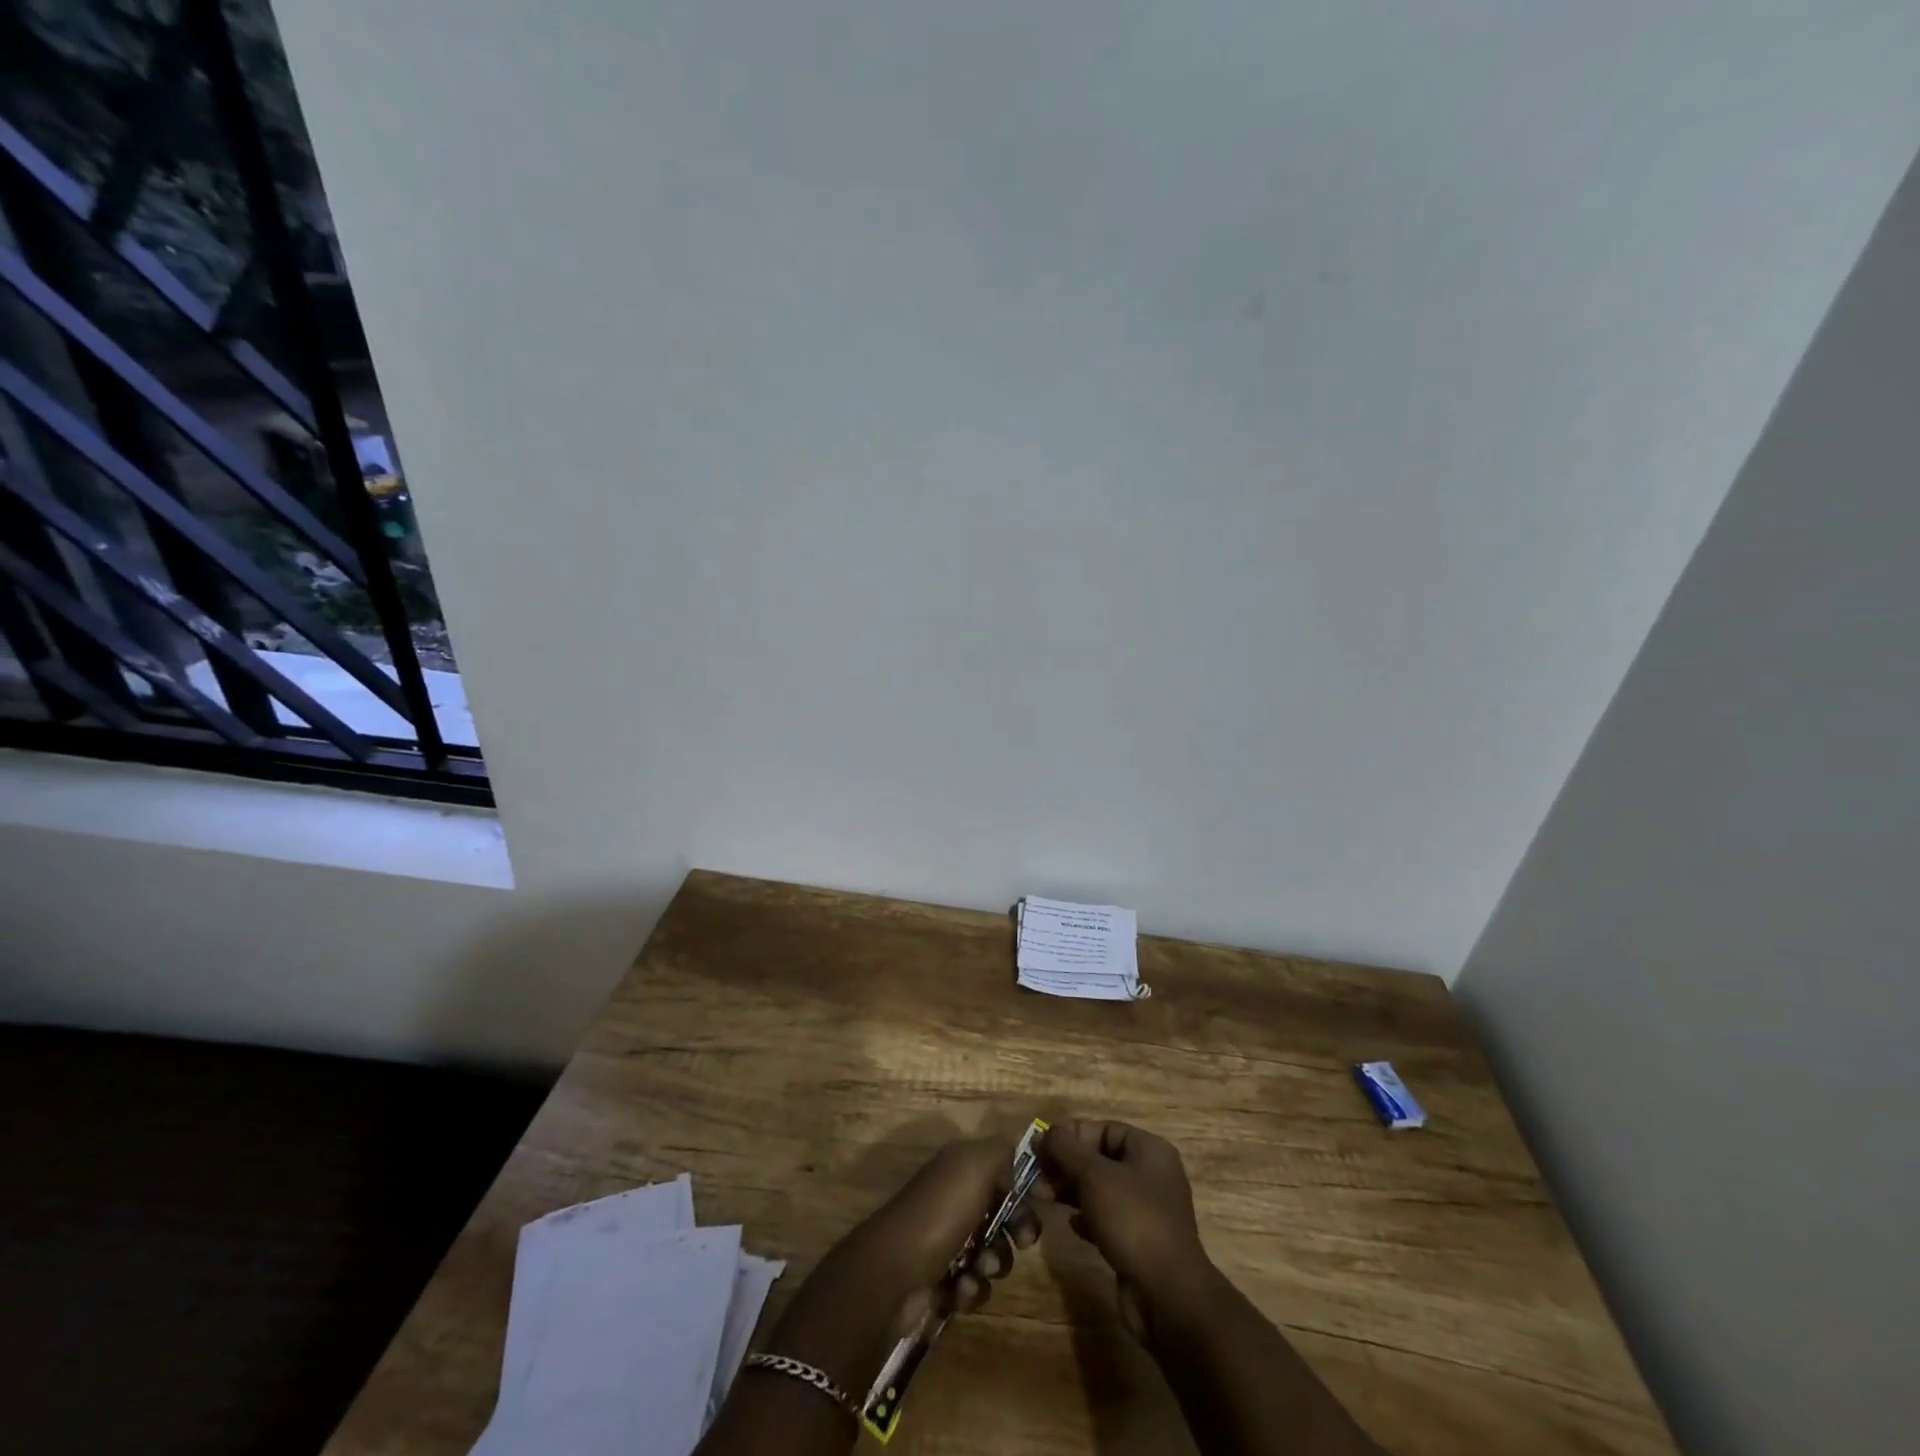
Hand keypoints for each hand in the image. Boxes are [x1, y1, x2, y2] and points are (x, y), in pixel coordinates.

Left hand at [846, 1134, 1041, 1322]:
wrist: (893, 1274)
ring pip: (992, 1252)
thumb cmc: (939, 1213)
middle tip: (1022, 1241)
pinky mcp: (940, 1278)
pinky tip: (958, 1290)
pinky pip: (973, 1284)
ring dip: (994, 1263)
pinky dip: (971, 1289)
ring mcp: (945, 1239)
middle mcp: (953, 1197)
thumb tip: (1020, 1161)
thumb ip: (1003, 1152)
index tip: (1042, 1203)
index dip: (1025, 1185)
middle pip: (1003, 1212)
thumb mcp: (975, 1165)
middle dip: (1017, 1229)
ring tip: (978, 1269)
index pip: (1004, 1168)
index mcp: (960, 1166)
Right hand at [1038, 1120, 1212, 1338]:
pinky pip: (1108, 1217)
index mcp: (1149, 1150)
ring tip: (1043, 1197)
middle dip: (1066, 1164)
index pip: (1103, 1129)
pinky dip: (1087, 1216)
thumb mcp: (1093, 1176)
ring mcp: (1147, 1210)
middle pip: (1100, 1158)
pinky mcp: (1140, 1240)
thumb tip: (1042, 1133)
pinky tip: (1070, 1223)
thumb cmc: (1132, 1220)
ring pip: (1101, 1189)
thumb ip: (1065, 1149)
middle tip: (1036, 1176)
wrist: (1167, 1295)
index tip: (1041, 1147)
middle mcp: (1151, 1174)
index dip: (1071, 1135)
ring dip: (1071, 1190)